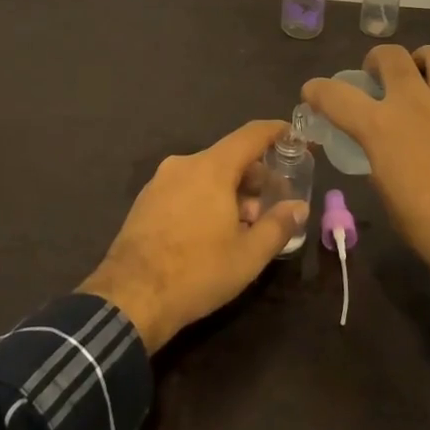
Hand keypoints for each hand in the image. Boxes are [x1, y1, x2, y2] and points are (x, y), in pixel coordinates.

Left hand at [79, 120, 306, 352]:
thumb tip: (299, 207)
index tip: (293, 135)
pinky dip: (205, 198)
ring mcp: (160, 181)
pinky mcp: (145, 201)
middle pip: (228, 157)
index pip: (250, 135)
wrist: (130, 298)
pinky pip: (185, 187)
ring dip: (230, 191)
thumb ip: (278, 225)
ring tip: (244, 223)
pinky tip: (212, 231)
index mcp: (212, 168)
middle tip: (272, 201)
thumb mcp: (248, 255)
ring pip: (206, 174)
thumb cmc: (197, 272)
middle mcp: (185, 164)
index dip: (275, 131)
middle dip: (255, 175)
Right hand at [303, 45, 429, 280]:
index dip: (318, 90)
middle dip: (378, 59)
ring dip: (425, 58)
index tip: (312, 91)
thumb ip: (382, 163)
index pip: (337, 96)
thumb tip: (384, 154)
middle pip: (392, 57)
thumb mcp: (389, 196)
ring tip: (424, 68)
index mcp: (381, 127)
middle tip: (378, 72)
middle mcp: (414, 103)